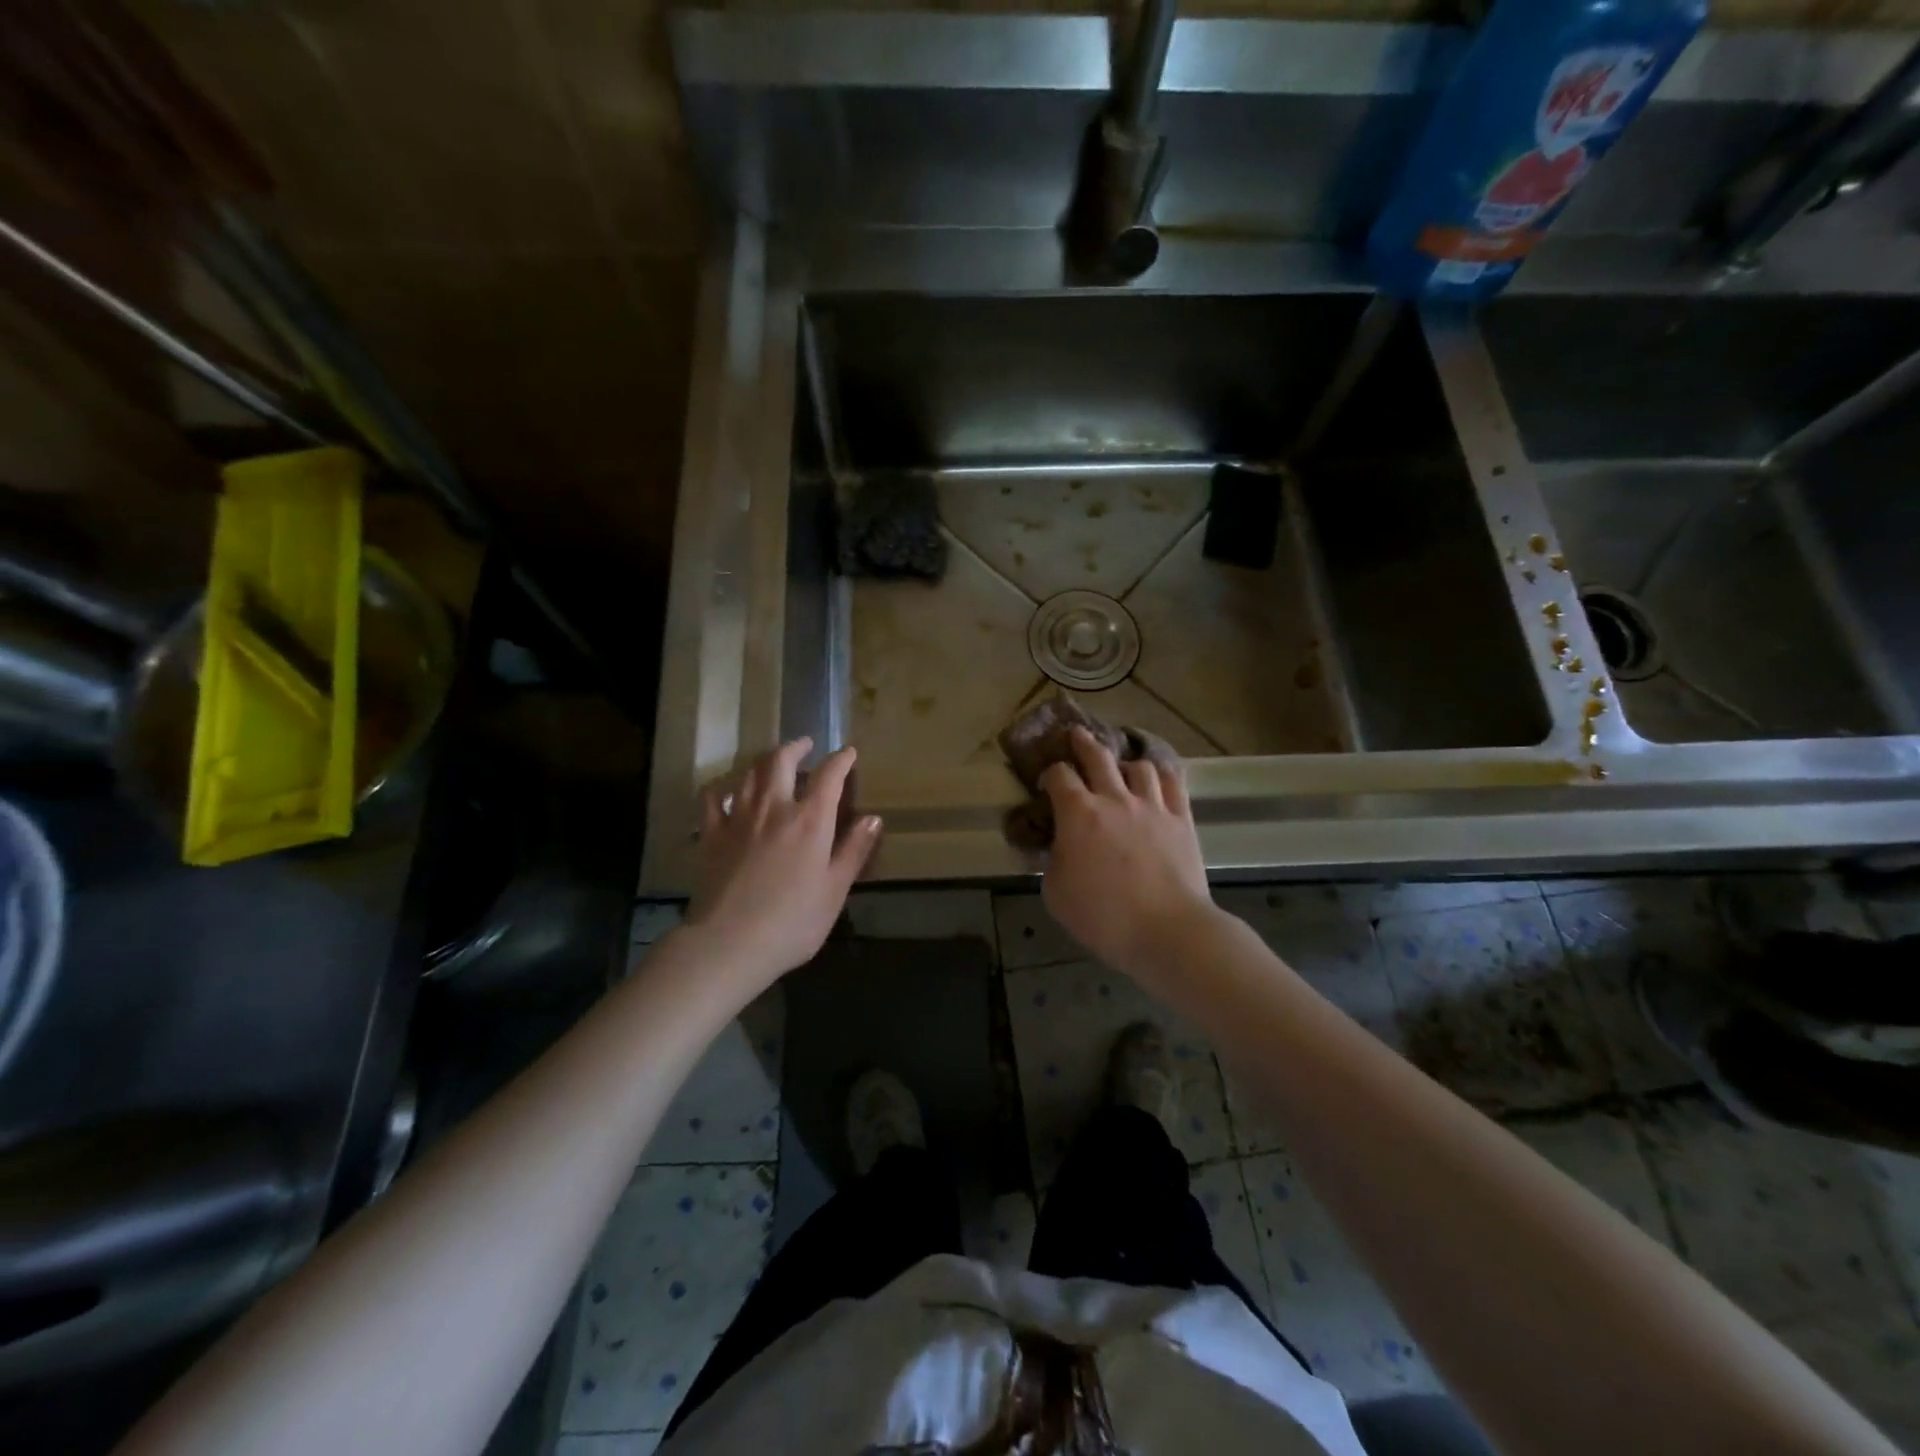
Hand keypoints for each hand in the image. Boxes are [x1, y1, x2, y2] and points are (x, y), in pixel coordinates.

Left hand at [684, 738, 880, 990]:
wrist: (729, 943)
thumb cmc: (792, 922)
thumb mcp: (835, 890)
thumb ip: (854, 850)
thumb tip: (873, 818)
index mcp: (809, 820)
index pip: (829, 776)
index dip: (841, 760)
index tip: (849, 752)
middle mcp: (774, 808)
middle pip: (781, 761)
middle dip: (796, 747)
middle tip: (806, 744)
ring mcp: (738, 819)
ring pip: (749, 774)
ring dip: (764, 762)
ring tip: (773, 762)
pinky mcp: (711, 836)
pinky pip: (712, 799)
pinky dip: (721, 787)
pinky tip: (725, 789)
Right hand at [1039, 727, 1216, 980]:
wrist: (1167, 930)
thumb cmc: (1103, 916)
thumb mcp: (1056, 894)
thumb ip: (1050, 863)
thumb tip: (1051, 847)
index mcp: (1078, 814)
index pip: (1059, 775)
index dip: (1049, 773)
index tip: (1045, 784)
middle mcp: (1114, 799)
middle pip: (1097, 756)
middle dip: (1083, 742)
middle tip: (1076, 735)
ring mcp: (1152, 806)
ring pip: (1139, 766)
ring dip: (1126, 763)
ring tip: (1122, 768)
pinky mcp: (1182, 819)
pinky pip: (1174, 783)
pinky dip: (1163, 774)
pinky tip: (1158, 776)